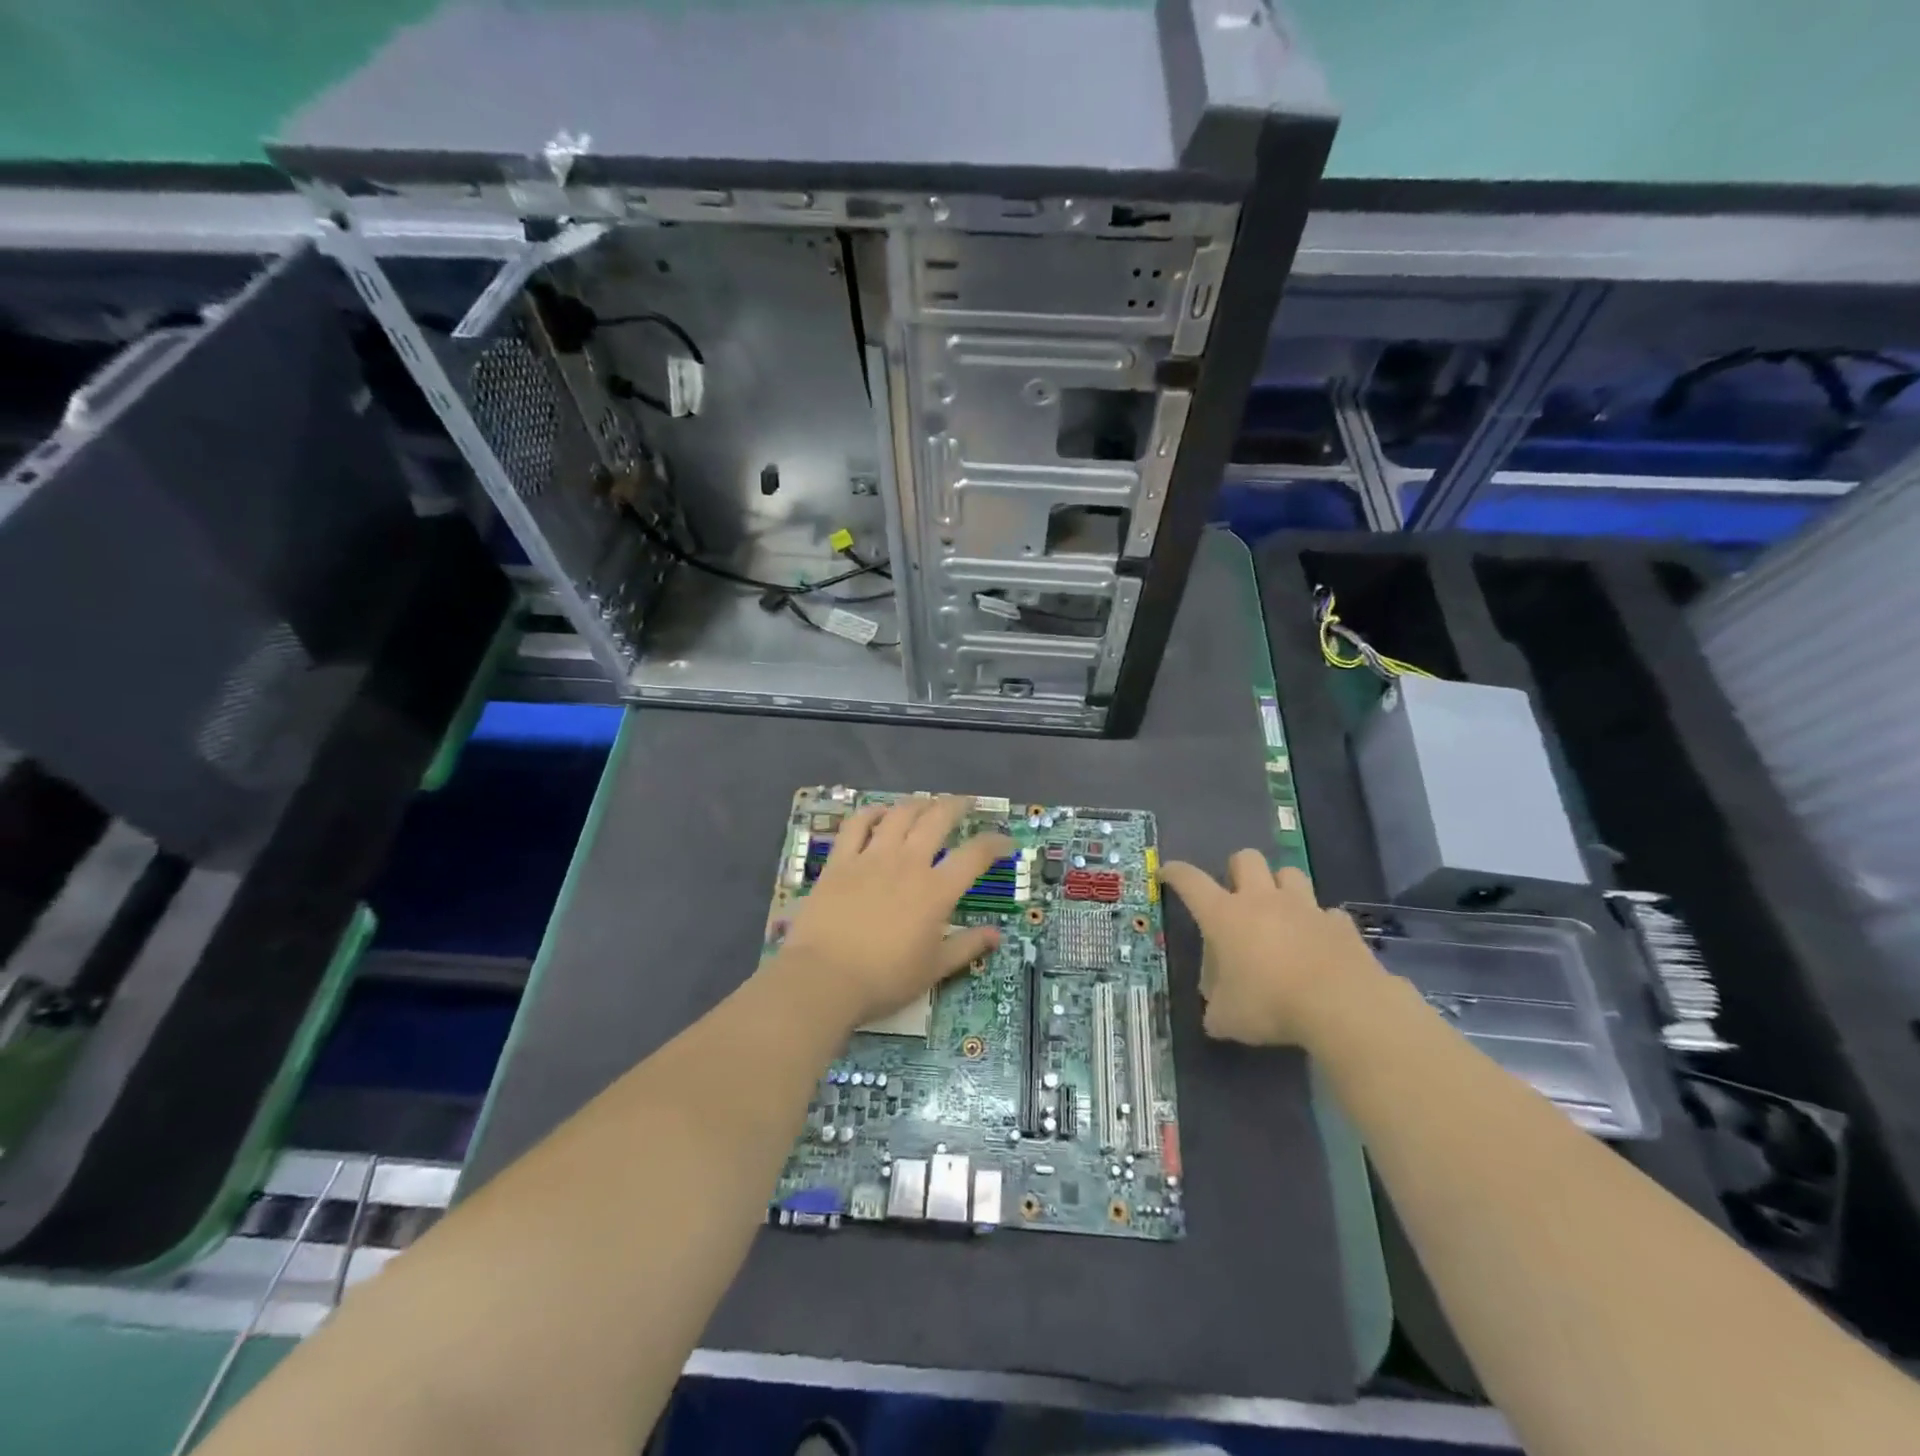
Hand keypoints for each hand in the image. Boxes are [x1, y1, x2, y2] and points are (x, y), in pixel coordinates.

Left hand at [774, 796, 1013, 1029]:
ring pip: (899, 814)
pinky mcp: (840, 861)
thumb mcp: (934, 969)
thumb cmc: (884, 978)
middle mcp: (907, 863)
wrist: (824, 977)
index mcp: (936, 890)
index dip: (995, 843)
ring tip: (926, 803)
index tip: (1006, 842)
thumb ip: (967, 946)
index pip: (975, 855)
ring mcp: (871, 858)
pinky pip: (856, 825)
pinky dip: (871, 813)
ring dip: (917, 804)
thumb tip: (996, 935)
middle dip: (956, 806)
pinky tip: (879, 813)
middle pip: (937, 819)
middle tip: (966, 803)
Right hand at [1160, 851, 1384, 1046]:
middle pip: (1246, 858)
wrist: (1342, 1005)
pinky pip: (1327, 913)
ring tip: (1280, 913)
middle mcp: (1262, 901)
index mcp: (1224, 916)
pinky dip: (1320, 924)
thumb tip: (1215, 1015)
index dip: (1175, 873)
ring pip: (1290, 873)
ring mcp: (1304, 908)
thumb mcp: (1228, 1018)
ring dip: (1281, 887)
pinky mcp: (1339, 924)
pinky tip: (1319, 944)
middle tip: (1236, 896)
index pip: (1190, 881)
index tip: (1166, 873)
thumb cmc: (1270, 1004)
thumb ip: (1216, 1011)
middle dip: (1237, 870)